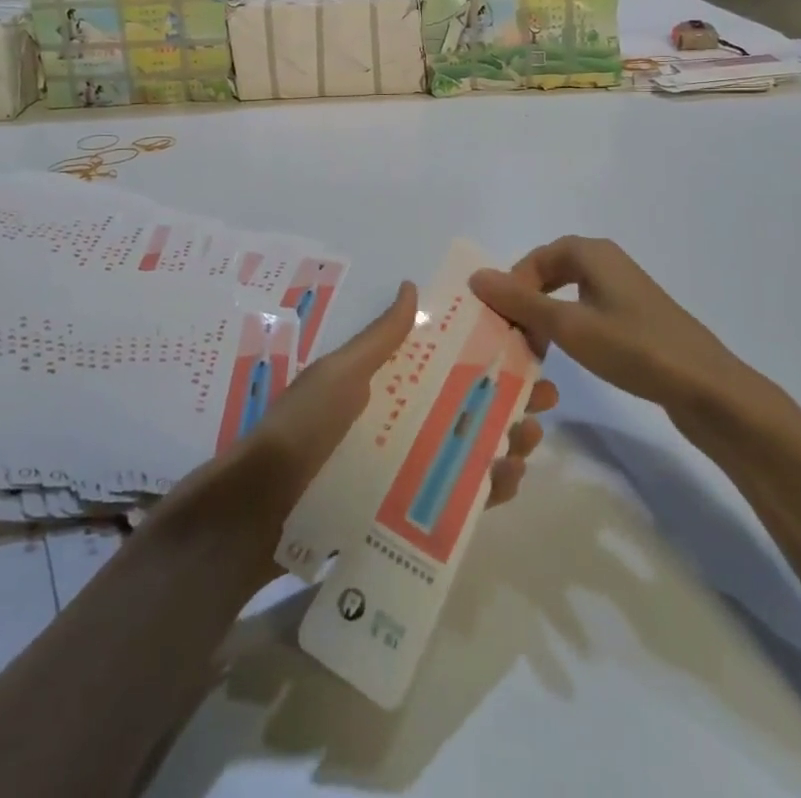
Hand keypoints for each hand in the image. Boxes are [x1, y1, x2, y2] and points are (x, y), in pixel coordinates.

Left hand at [239, 281, 558, 513]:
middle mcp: (400, 422)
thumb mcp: (339, 374)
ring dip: (504, 443)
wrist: (258, 513)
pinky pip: (454, 499)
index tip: (525, 348)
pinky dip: (485, 490)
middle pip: (465, 406)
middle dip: (507, 399)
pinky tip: (505, 482)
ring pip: (467, 451)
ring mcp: (403, 469)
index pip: (445, 362)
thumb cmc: (303, 430)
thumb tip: (411, 286)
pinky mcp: (404, 514)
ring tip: (526, 442)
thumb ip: (379, 339)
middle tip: (543, 402)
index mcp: (386, 384)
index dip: (486, 354)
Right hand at [469, 237, 759, 418]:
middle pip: (550, 273)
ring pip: (568, 294)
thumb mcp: (568, 326)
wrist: (708, 388)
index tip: (502, 323)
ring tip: (536, 351)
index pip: (535, 258)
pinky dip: (569, 328)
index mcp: (592, 253)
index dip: (512, 286)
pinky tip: (569, 355)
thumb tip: (476, 275)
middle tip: (514, 337)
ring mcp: (624, 290)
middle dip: (527, 303)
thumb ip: (520, 300)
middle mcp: (607, 262)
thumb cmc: (634, 349)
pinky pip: (588, 311)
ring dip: (546, 318)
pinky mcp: (636, 317)